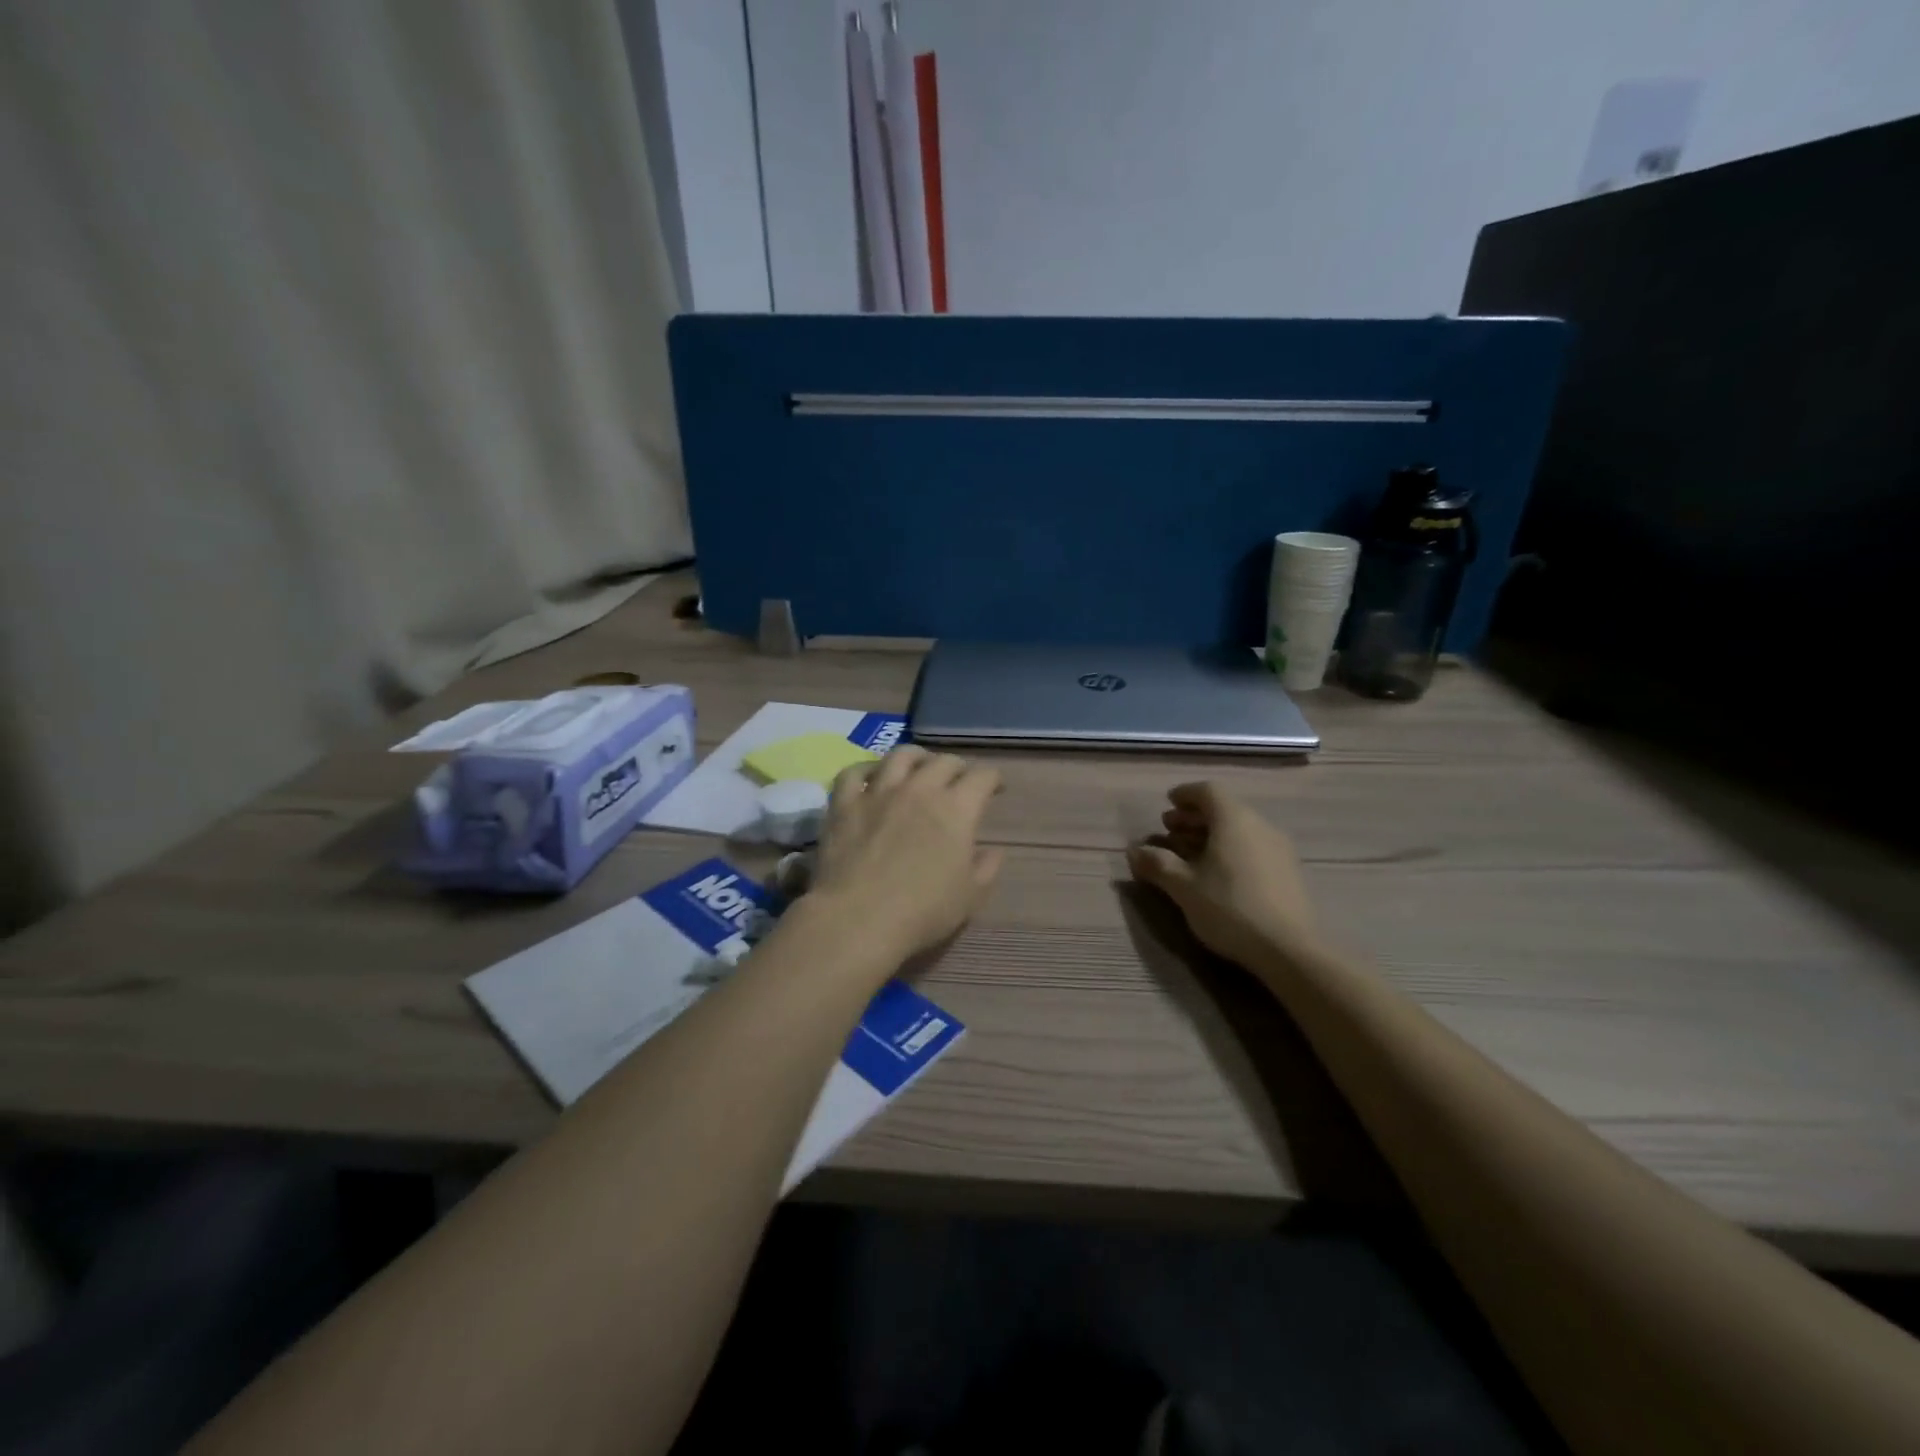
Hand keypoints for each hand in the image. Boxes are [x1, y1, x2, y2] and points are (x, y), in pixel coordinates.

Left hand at [810, 746, 1004, 963]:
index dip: (993, 779)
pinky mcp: (844, 803)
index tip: (995, 789)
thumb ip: (986, 868)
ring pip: (900, 756)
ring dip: (916, 756)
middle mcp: (920, 789)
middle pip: (944, 761)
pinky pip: (853, 772)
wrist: (858, 919)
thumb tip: (993, 851)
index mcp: (957, 809)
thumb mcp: (970, 897)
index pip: (982, 777)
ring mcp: (878, 792)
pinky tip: (871, 776)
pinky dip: (865, 768)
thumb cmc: (922, 912)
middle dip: (958, 767)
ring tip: (919, 764)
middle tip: (959, 780)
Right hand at [1127, 781, 1317, 969]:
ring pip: (1239, 830)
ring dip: (1211, 835)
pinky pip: (1253, 847)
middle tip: (1170, 831)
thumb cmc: (1229, 908)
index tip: (1168, 803)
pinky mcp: (1289, 872)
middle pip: (1224, 809)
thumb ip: (1158, 864)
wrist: (1289, 950)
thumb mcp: (1183, 887)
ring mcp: (1279, 849)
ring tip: (1189, 854)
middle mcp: (1260, 825)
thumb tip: (1134, 850)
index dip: (1185, 794)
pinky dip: (1230, 850)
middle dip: (1194, 817)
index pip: (1208, 791)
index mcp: (1234, 820)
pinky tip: (1217, 874)